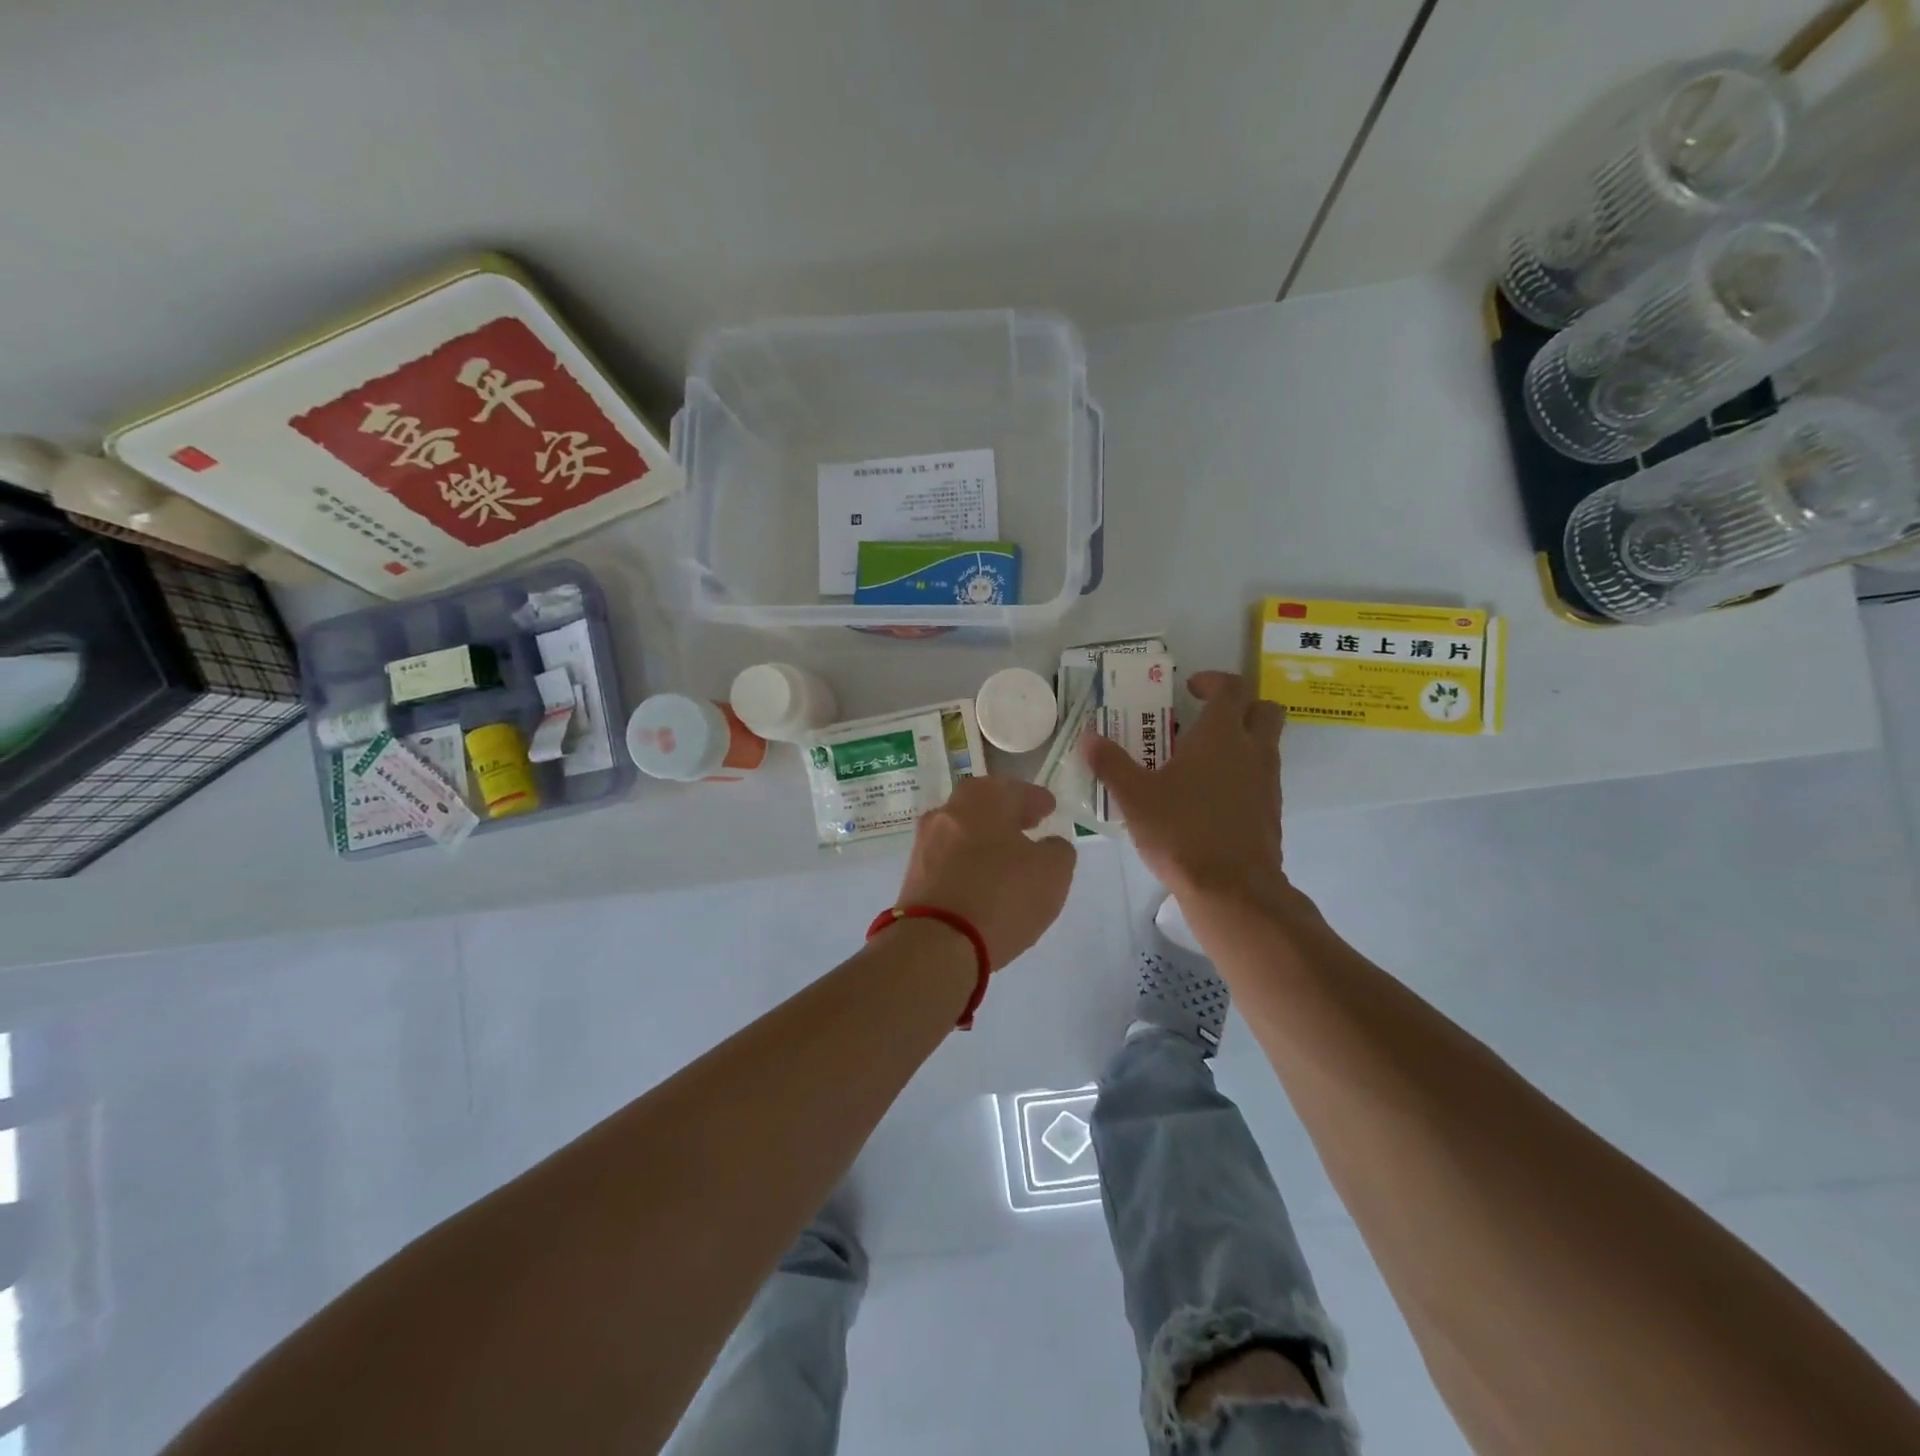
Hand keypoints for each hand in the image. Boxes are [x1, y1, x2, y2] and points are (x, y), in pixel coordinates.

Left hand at [895, 777, 1076, 970]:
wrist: (935, 942)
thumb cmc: (1001, 896)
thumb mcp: (1052, 872)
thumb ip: (1057, 851)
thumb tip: (1049, 846)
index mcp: (982, 799)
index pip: (1015, 790)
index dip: (1035, 799)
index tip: (1048, 807)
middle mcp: (948, 812)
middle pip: (983, 805)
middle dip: (1006, 814)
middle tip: (1028, 825)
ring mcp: (925, 843)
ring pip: (963, 832)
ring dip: (985, 840)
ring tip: (1007, 857)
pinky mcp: (914, 875)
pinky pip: (949, 860)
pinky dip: (968, 864)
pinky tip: (983, 881)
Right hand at [1083, 670, 1289, 906]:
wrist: (1232, 888)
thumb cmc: (1180, 832)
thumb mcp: (1134, 797)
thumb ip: (1111, 763)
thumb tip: (1088, 737)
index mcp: (1221, 735)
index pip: (1231, 687)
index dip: (1212, 680)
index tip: (1190, 688)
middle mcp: (1252, 750)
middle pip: (1264, 709)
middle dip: (1240, 705)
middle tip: (1205, 718)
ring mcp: (1267, 782)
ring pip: (1267, 744)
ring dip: (1242, 740)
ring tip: (1200, 760)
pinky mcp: (1271, 811)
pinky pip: (1262, 777)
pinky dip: (1242, 774)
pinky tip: (1210, 796)